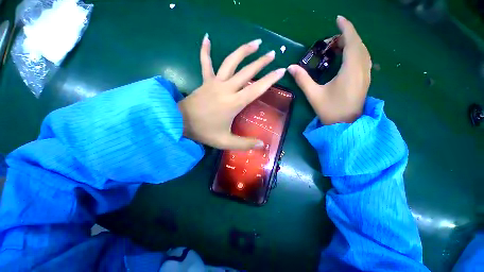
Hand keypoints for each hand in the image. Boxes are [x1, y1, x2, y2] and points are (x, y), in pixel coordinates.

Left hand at [178, 34, 285, 149]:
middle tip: (272, 54)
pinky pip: (205, 63)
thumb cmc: (204, 132)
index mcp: (234, 103)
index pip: (256, 89)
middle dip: (261, 62)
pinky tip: (207, 37)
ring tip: (255, 43)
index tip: (281, 71)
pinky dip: (205, 50)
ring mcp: (215, 82)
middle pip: (247, 72)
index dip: (270, 80)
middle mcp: (226, 89)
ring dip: (243, 51)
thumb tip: (262, 145)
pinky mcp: (205, 81)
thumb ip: (244, 144)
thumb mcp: (226, 142)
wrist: (180, 123)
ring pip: (230, 62)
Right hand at [288, 16, 371, 124]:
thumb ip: (302, 79)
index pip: (352, 41)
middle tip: (331, 39)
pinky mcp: (365, 80)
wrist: (345, 124)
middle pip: (358, 44)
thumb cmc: (330, 110)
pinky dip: (355, 52)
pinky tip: (346, 57)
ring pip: (362, 51)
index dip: (346, 28)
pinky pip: (363, 59)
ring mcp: (365, 74)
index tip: (338, 18)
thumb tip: (290, 67)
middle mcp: (362, 69)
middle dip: (347, 36)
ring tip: (337, 45)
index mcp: (350, 70)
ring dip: (352, 44)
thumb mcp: (314, 94)